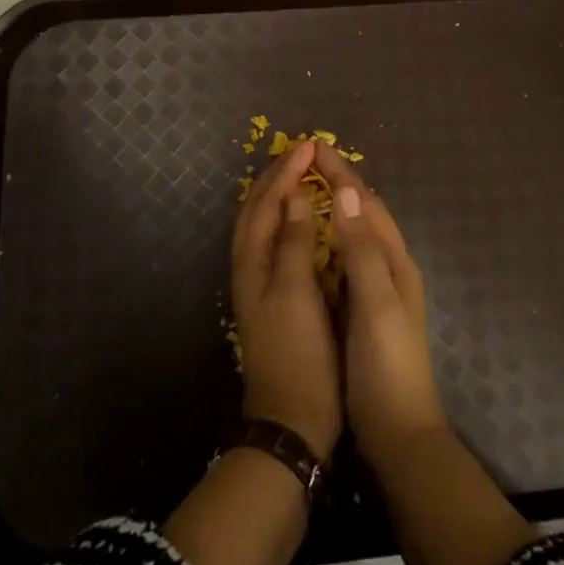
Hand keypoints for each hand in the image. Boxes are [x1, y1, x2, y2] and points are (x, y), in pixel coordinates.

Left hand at [232, 139, 341, 458]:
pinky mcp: (275, 296)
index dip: (287, 171)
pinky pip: (276, 241)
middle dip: (279, 175)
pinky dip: (287, 218)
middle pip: (259, 208)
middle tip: (304, 151)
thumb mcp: (296, 292)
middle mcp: (251, 266)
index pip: (267, 202)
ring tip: (302, 173)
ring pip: (265, 223)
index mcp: (253, 261)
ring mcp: (260, 282)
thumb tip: (296, 194)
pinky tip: (304, 219)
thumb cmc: (298, 352)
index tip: (312, 145)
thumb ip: (294, 241)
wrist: (291, 419)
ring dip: (280, 193)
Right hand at [315, 143, 448, 464]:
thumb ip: (361, 249)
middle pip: (364, 213)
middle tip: (308, 160)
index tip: (315, 146)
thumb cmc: (387, 365)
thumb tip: (347, 191)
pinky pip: (348, 258)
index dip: (342, 173)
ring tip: (310, 187)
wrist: (399, 433)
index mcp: (395, 261)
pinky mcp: (366, 308)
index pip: (366, 204)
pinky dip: (332, 237)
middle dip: (340, 182)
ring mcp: (380, 289)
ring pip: (357, 233)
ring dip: (337, 206)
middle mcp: (391, 267)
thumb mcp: (375, 304)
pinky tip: (315, 242)